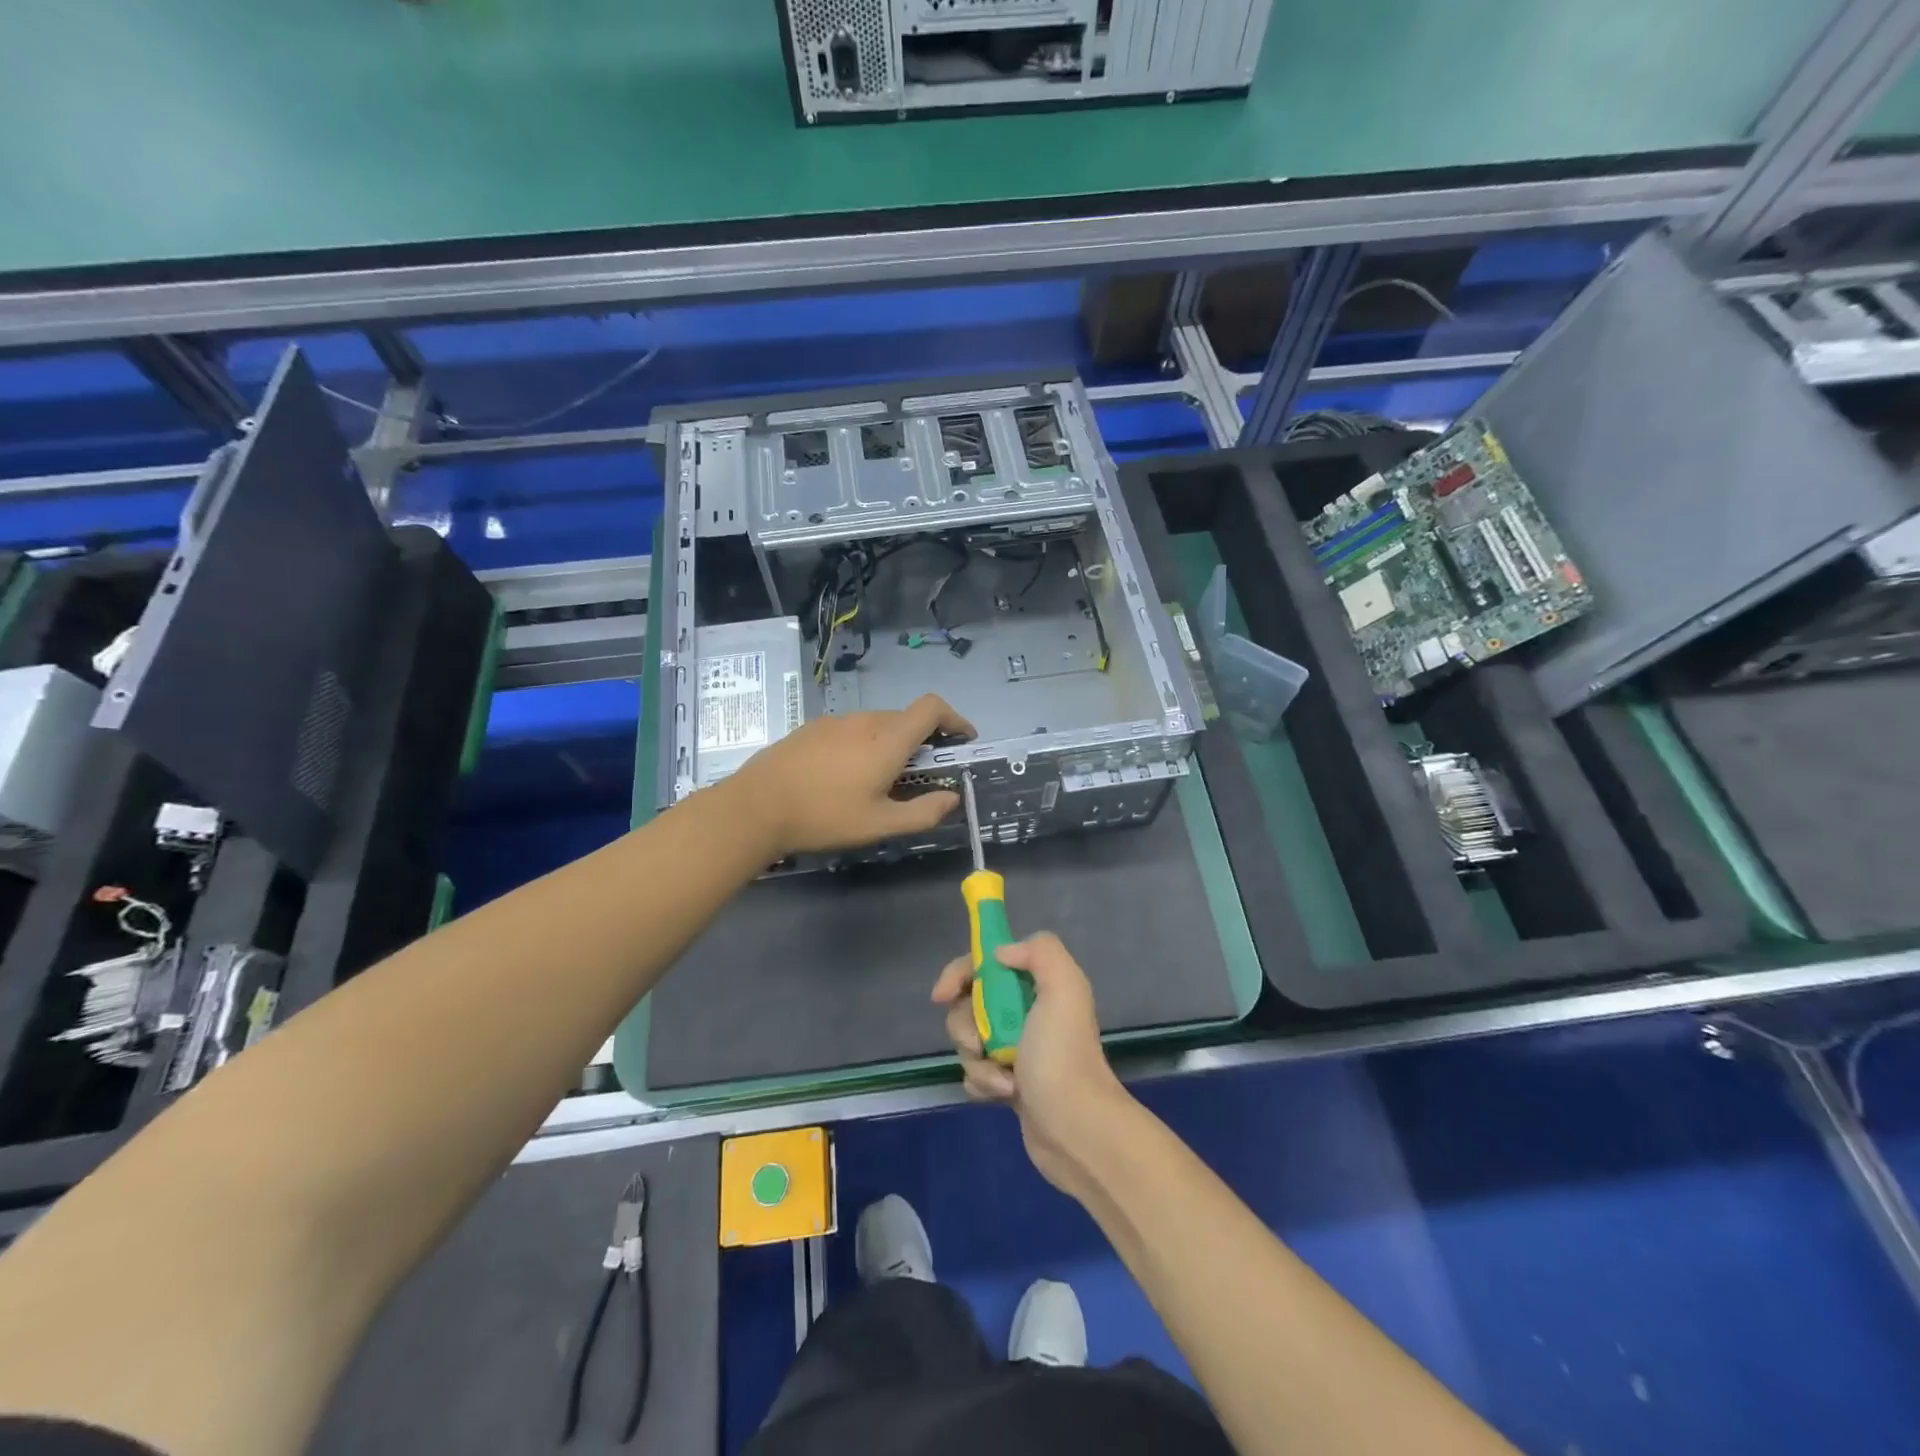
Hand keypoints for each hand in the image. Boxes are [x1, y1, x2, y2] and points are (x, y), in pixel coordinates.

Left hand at [730, 693, 974, 856]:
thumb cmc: (825, 816)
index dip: (954, 718)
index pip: (932, 707)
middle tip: (923, 772)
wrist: (756, 807)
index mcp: (887, 739)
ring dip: (891, 742)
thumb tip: (952, 798)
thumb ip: (923, 811)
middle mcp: (864, 721)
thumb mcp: (880, 824)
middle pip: (906, 717)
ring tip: (881, 778)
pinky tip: (845, 775)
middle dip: (924, 739)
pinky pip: (850, 729)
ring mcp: (834, 721)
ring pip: (876, 724)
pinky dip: (863, 744)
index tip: (963, 739)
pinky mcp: (811, 728)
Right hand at [932, 932, 1133, 1196]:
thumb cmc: (1063, 1054)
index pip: (986, 964)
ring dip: (977, 1059)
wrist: (1076, 1127)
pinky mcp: (1008, 1083)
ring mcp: (1016, 1050)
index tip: (943, 994)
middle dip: (965, 1024)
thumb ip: (1040, 952)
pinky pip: (974, 1073)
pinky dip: (982, 1082)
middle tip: (979, 1042)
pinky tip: (1003, 1095)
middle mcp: (1027, 1013)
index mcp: (1039, 985)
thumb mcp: (1064, 988)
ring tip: (1003, 1079)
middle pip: (969, 1003)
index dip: (960, 973)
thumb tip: (1001, 954)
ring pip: (968, 1040)